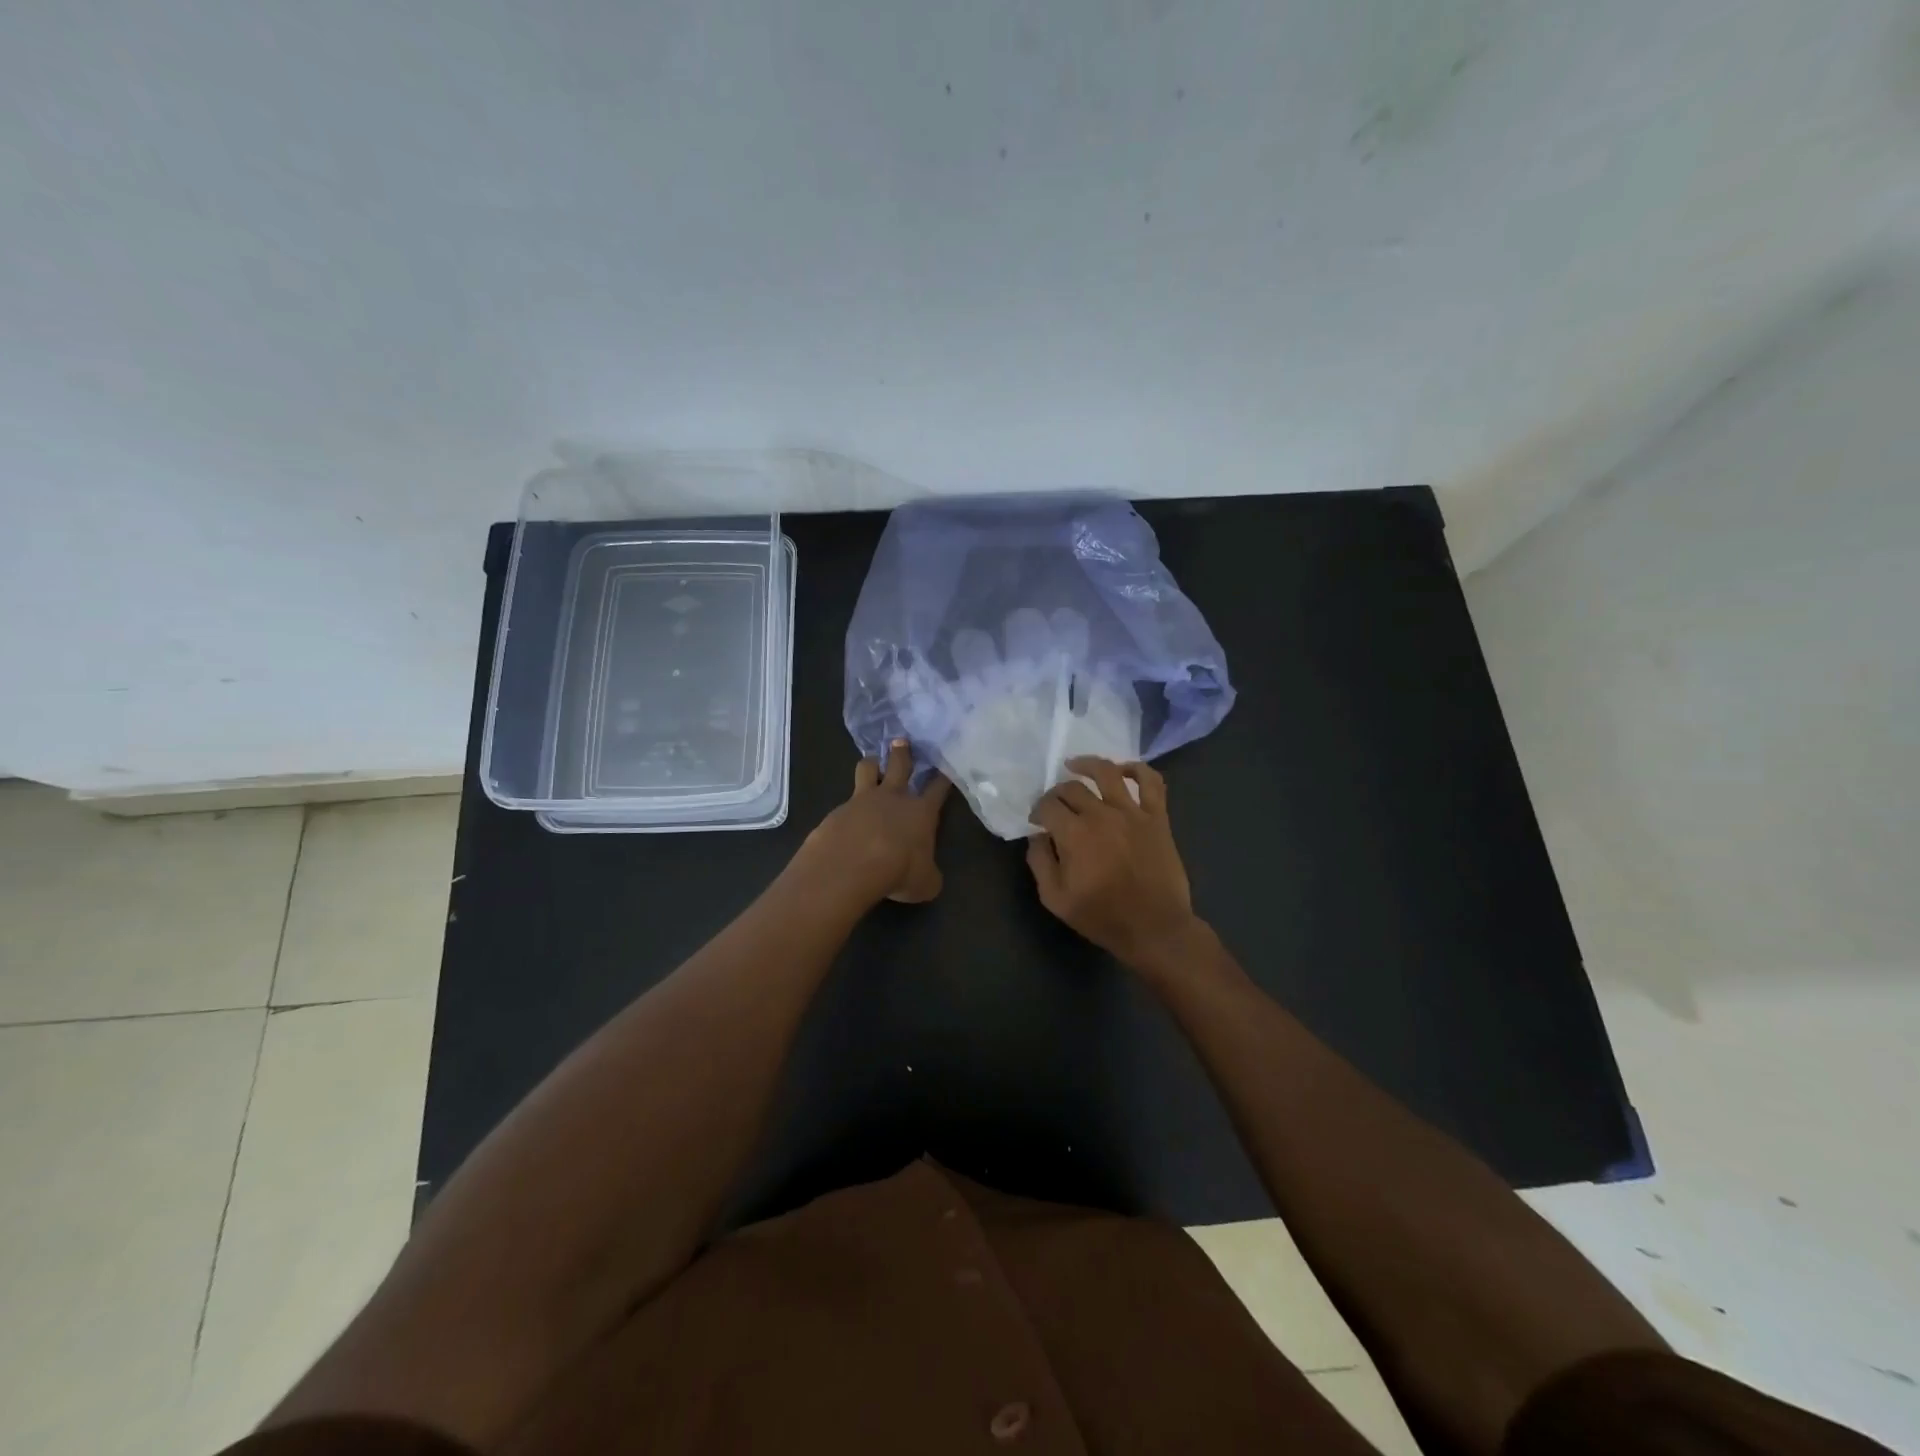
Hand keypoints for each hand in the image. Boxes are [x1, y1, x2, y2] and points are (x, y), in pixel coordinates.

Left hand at [800, 740, 952, 904]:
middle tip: (901, 741)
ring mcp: (862, 799)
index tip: (945, 766)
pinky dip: (848, 806)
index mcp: (921, 811)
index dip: (942, 778)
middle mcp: (894, 797)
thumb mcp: (925, 883)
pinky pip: (845, 801)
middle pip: (900, 764)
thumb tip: (928, 876)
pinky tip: (846, 817)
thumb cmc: (899, 871)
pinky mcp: (837, 810)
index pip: (937, 788)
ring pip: (867, 769)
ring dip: (871, 764)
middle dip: (902, 752)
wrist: (850, 865)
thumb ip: (929, 875)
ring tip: (872, 763)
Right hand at [1026, 756, 1200, 968]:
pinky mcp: (1157, 817)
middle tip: (1054, 804)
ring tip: (1075, 764)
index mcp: (1074, 834)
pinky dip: (1136, 769)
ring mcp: (1133, 812)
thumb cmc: (1102, 917)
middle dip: (1056, 792)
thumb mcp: (1055, 899)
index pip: (1047, 806)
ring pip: (1107, 772)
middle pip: (1072, 788)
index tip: (1036, 822)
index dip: (1037, 810)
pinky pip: (1150, 782)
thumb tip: (1037, 836)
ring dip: (1087, 764)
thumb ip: (1040, 862)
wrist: (1155, 928)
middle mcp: (1101, 814)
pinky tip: (1123, 770)